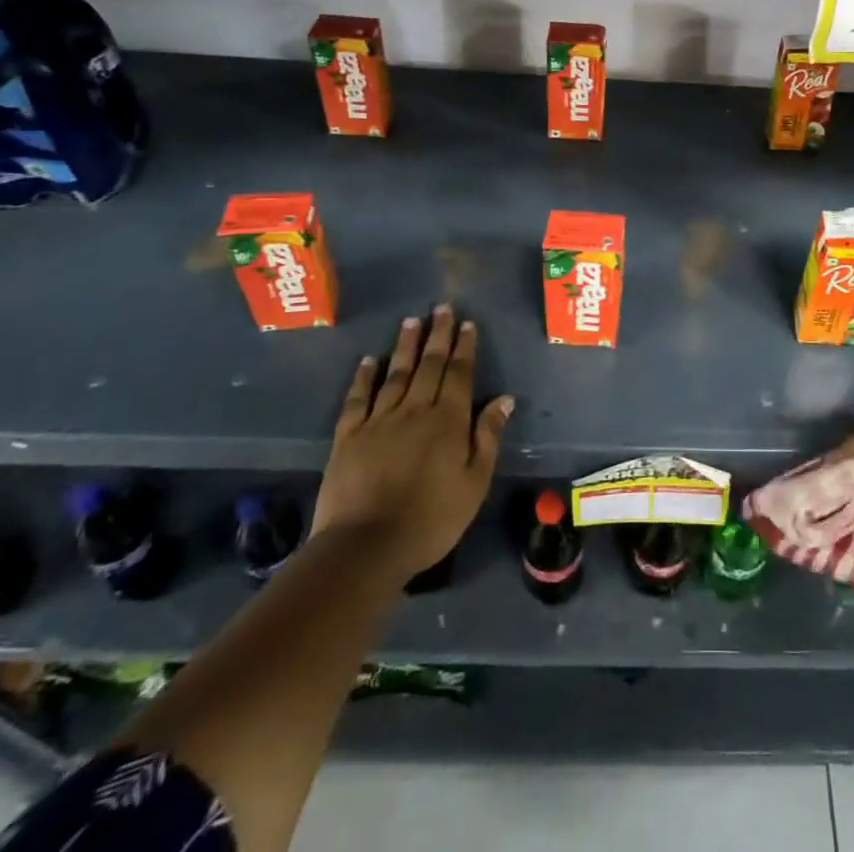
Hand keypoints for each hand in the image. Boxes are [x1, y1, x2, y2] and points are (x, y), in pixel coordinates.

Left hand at [312, 304, 512, 578]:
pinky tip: (368, 361)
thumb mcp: (474, 483)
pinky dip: (363, 377)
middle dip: (438, 335)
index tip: (467, 324)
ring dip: (405, 346)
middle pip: (429, 365)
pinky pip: (358, 398)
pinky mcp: (348, 436)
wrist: (366, 546)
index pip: (459, 374)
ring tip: (412, 321)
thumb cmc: (431, 519)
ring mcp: (379, 420)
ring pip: (396, 374)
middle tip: (442, 308)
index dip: (464, 347)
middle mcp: (415, 410)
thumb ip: (488, 437)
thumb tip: (504, 398)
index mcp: (449, 421)